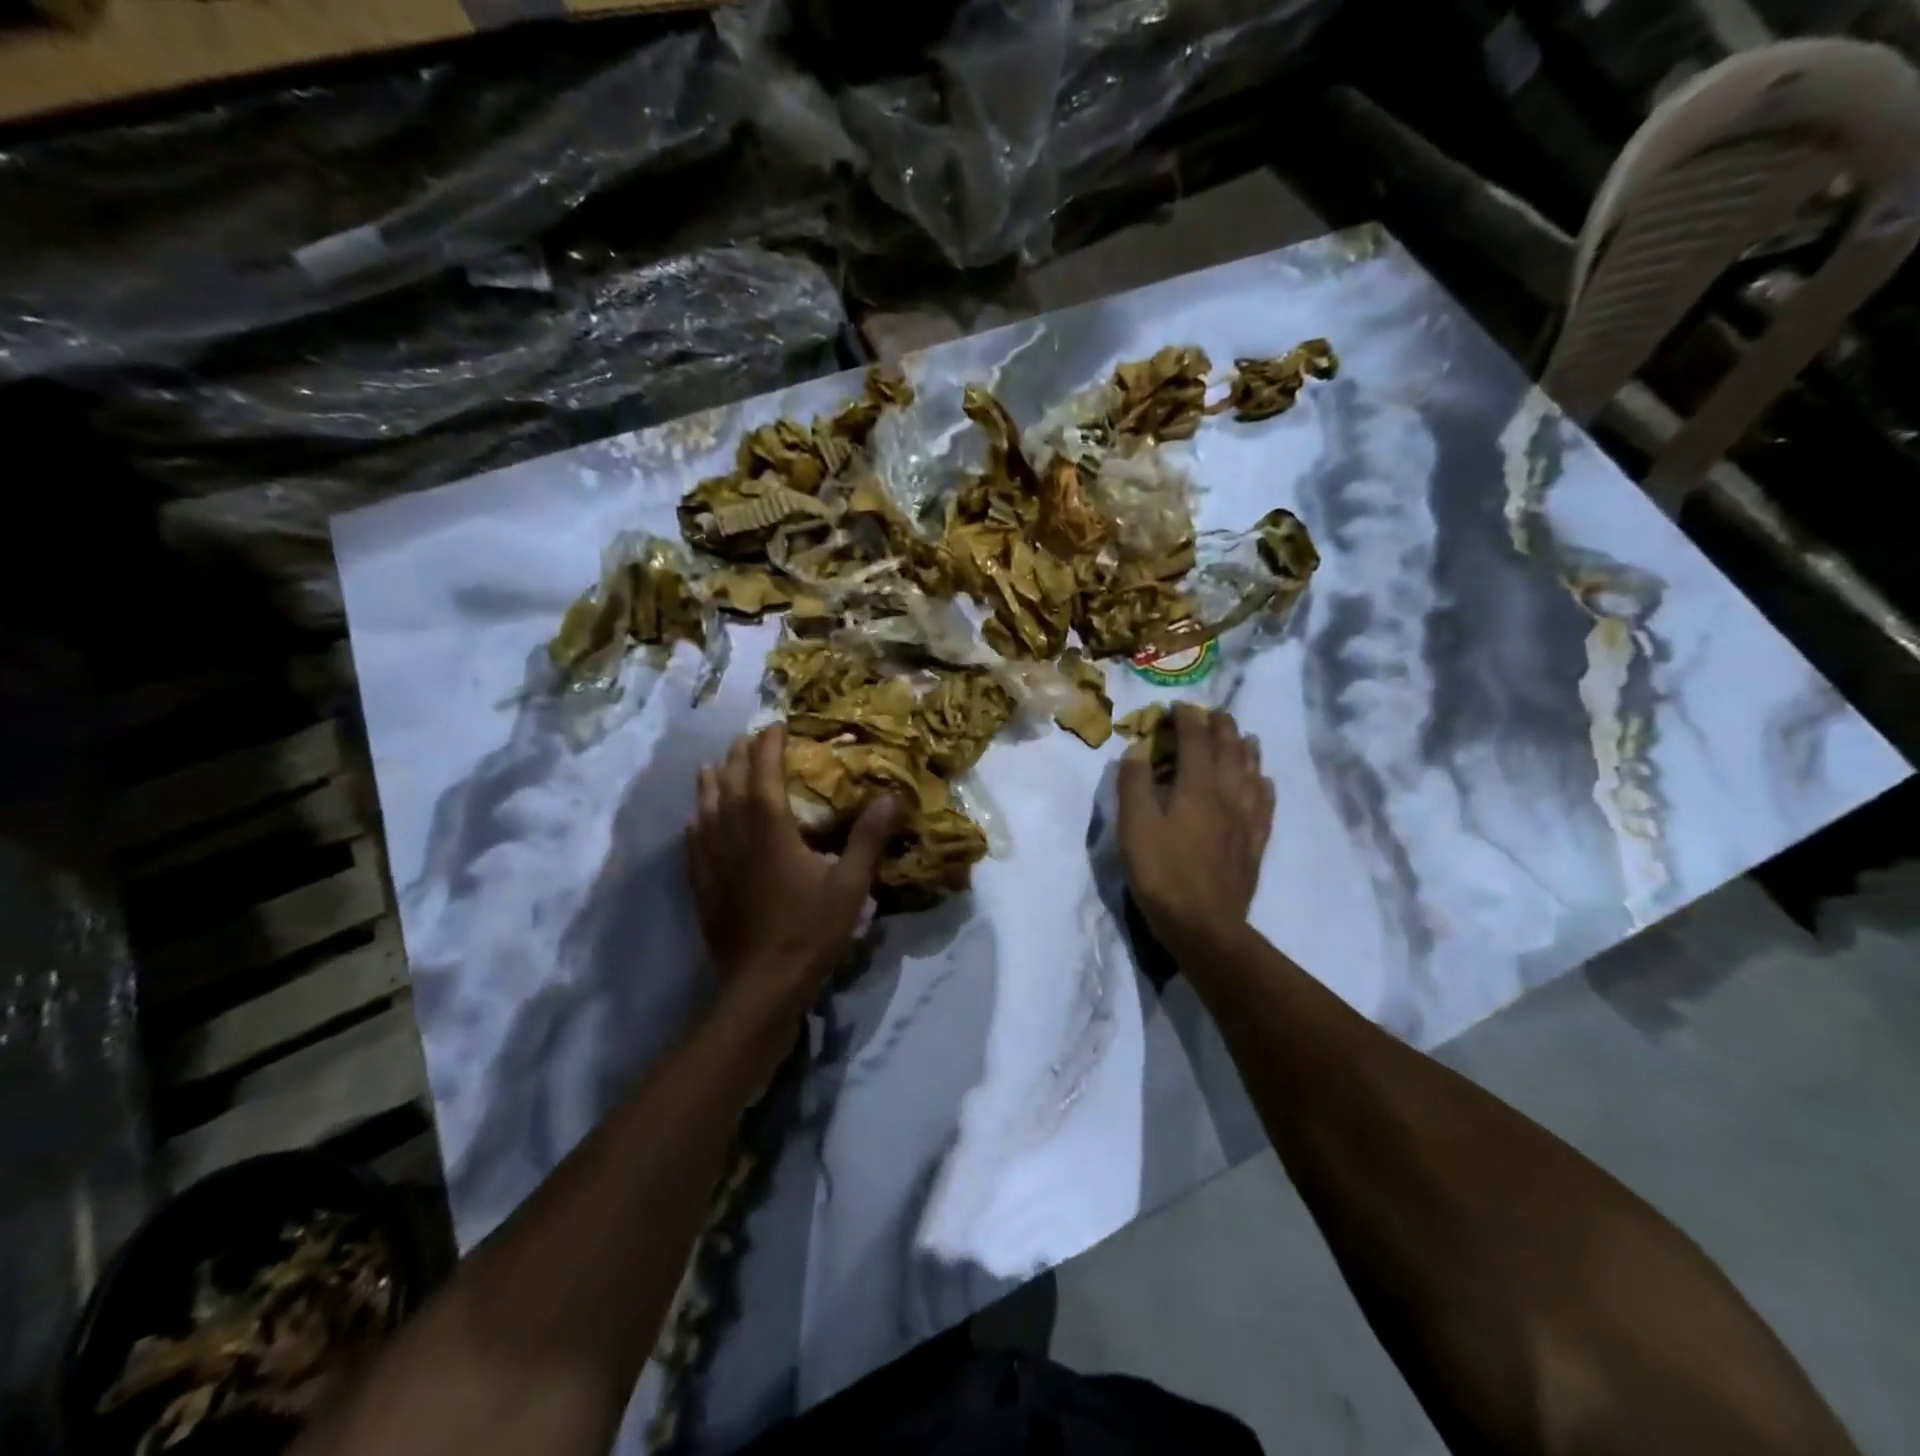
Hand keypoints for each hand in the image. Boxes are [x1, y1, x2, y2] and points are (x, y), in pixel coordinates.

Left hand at [687, 724, 898, 1017]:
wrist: (762, 986)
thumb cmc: (811, 932)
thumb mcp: (851, 885)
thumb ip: (868, 838)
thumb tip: (892, 795)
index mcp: (770, 830)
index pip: (764, 774)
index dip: (768, 746)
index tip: (775, 725)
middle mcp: (735, 836)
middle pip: (729, 785)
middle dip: (738, 757)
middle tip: (747, 740)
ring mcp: (712, 862)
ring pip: (705, 809)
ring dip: (710, 783)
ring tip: (713, 766)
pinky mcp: (702, 887)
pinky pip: (693, 842)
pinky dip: (696, 821)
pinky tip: (696, 820)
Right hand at [1117, 703, 1273, 956]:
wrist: (1204, 925)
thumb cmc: (1162, 873)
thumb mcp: (1134, 827)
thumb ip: (1134, 785)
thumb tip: (1137, 751)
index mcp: (1196, 787)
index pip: (1195, 740)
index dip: (1187, 719)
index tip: (1179, 706)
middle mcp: (1227, 795)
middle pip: (1229, 750)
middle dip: (1220, 727)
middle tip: (1213, 713)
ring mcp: (1246, 820)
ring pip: (1251, 773)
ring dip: (1246, 749)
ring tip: (1244, 736)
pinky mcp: (1254, 843)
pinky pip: (1265, 804)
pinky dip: (1264, 785)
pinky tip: (1264, 782)